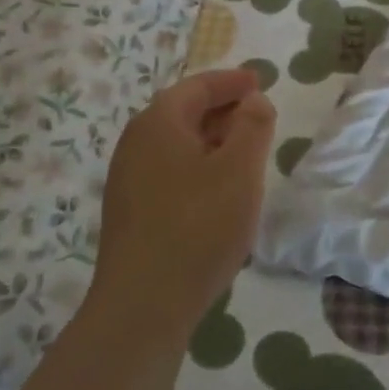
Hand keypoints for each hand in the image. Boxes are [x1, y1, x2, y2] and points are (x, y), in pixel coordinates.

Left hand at [89, 68, 275, 347]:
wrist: (142, 308)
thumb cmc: (198, 227)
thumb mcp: (239, 170)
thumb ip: (253, 125)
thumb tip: (252, 101)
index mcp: (158, 123)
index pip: (198, 86)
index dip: (232, 82)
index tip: (260, 81)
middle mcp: (135, 144)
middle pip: (183, 112)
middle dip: (223, 110)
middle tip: (258, 117)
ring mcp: (128, 180)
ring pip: (177, 145)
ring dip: (212, 142)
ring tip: (245, 154)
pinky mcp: (130, 213)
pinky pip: (169, 172)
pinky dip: (198, 167)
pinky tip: (218, 192)